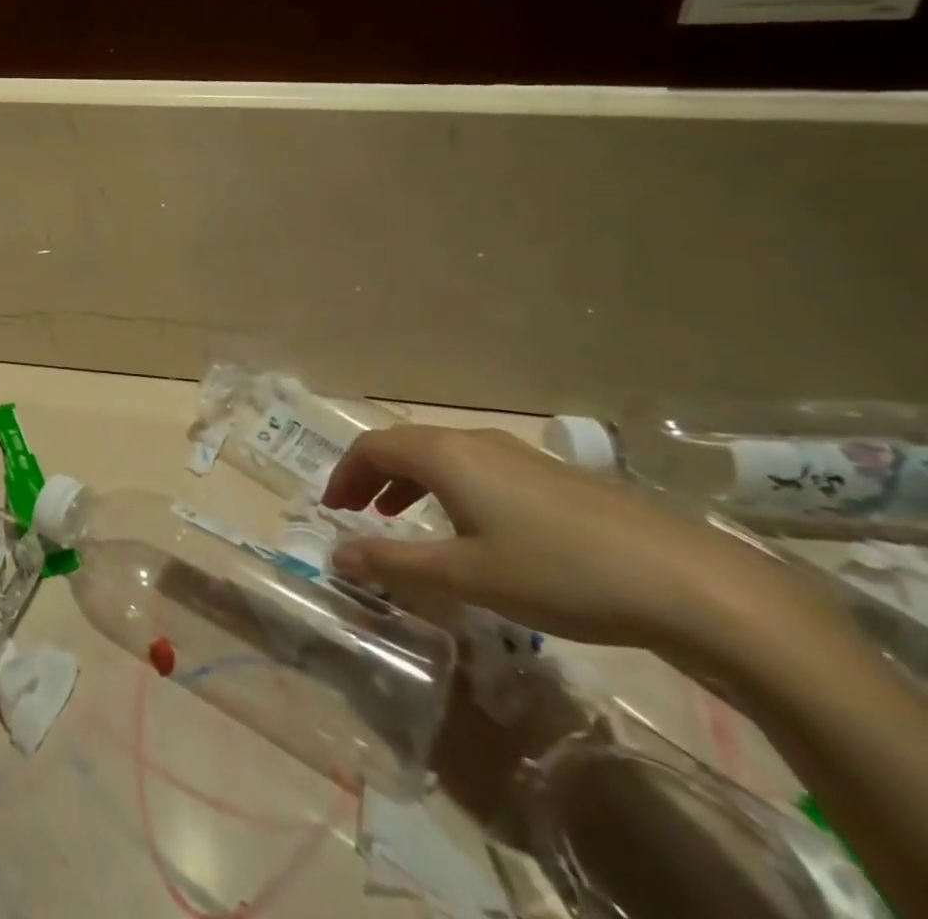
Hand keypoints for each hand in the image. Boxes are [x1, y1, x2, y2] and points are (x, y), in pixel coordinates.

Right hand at [320, 424, 795, 651]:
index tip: (333, 509)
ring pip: (442, 455)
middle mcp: (473, 441)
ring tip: (401, 517)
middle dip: (371, 475)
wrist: (690, 583)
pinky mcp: (552, 476)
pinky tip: (471, 528)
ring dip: (409, 481)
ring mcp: (517, 455)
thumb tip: (335, 555)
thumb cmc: (559, 573)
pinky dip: (447, 487)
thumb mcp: (466, 576)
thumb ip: (395, 563)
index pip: (371, 447)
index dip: (344, 474)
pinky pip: (475, 467)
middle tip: (358, 513)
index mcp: (444, 455)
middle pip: (403, 444)